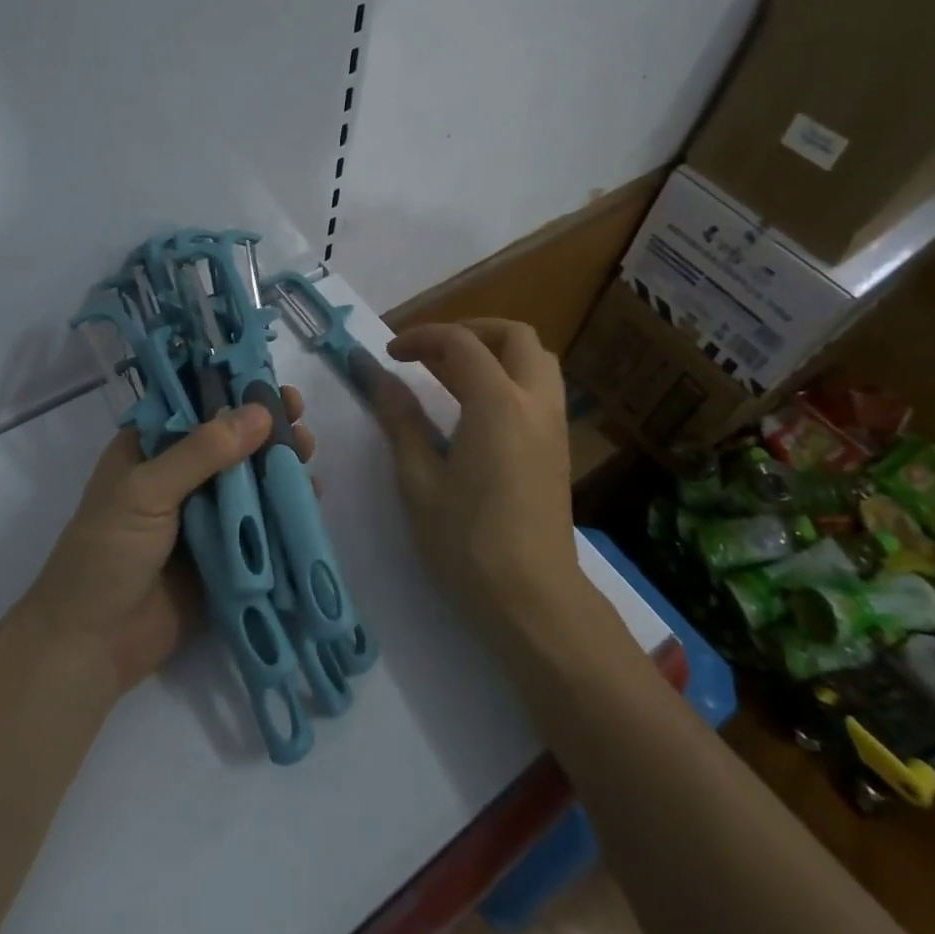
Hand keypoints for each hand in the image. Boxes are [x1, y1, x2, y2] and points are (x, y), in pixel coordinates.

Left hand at [18, 387, 315, 695]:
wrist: (92, 647)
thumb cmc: (106, 553)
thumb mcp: (145, 491)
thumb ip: (202, 451)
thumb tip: (261, 412)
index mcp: (148, 450)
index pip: (193, 406)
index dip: (230, 390)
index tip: (268, 380)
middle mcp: (178, 476)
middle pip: (229, 441)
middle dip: (264, 427)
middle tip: (298, 414)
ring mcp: (203, 516)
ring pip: (249, 479)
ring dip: (278, 463)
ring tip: (307, 450)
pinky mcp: (225, 553)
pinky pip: (259, 523)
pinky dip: (284, 508)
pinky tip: (311, 494)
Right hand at [372, 320, 581, 637]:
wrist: (534, 603)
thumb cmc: (467, 545)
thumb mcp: (419, 481)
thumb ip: (400, 420)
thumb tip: (375, 375)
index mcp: (498, 404)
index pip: (460, 343)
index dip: (421, 338)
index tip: (390, 354)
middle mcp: (535, 402)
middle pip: (514, 336)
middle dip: (470, 331)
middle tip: (430, 352)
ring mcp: (554, 425)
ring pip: (536, 360)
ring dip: (495, 352)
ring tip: (452, 374)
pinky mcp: (559, 448)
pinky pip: (540, 389)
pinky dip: (510, 377)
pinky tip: (477, 409)